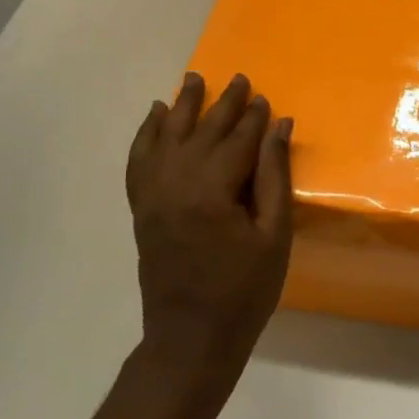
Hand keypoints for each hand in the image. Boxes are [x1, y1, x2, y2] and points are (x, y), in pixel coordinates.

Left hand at [125, 72, 293, 392]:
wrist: (191, 339)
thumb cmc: (244, 291)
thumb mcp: (274, 236)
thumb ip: (274, 177)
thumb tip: (279, 128)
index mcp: (211, 192)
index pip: (236, 142)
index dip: (254, 119)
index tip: (266, 98)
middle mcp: (174, 184)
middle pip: (201, 133)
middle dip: (223, 105)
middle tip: (240, 79)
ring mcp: (152, 196)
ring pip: (165, 138)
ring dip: (181, 107)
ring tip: (194, 79)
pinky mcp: (141, 209)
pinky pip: (138, 161)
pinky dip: (145, 135)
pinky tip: (154, 116)